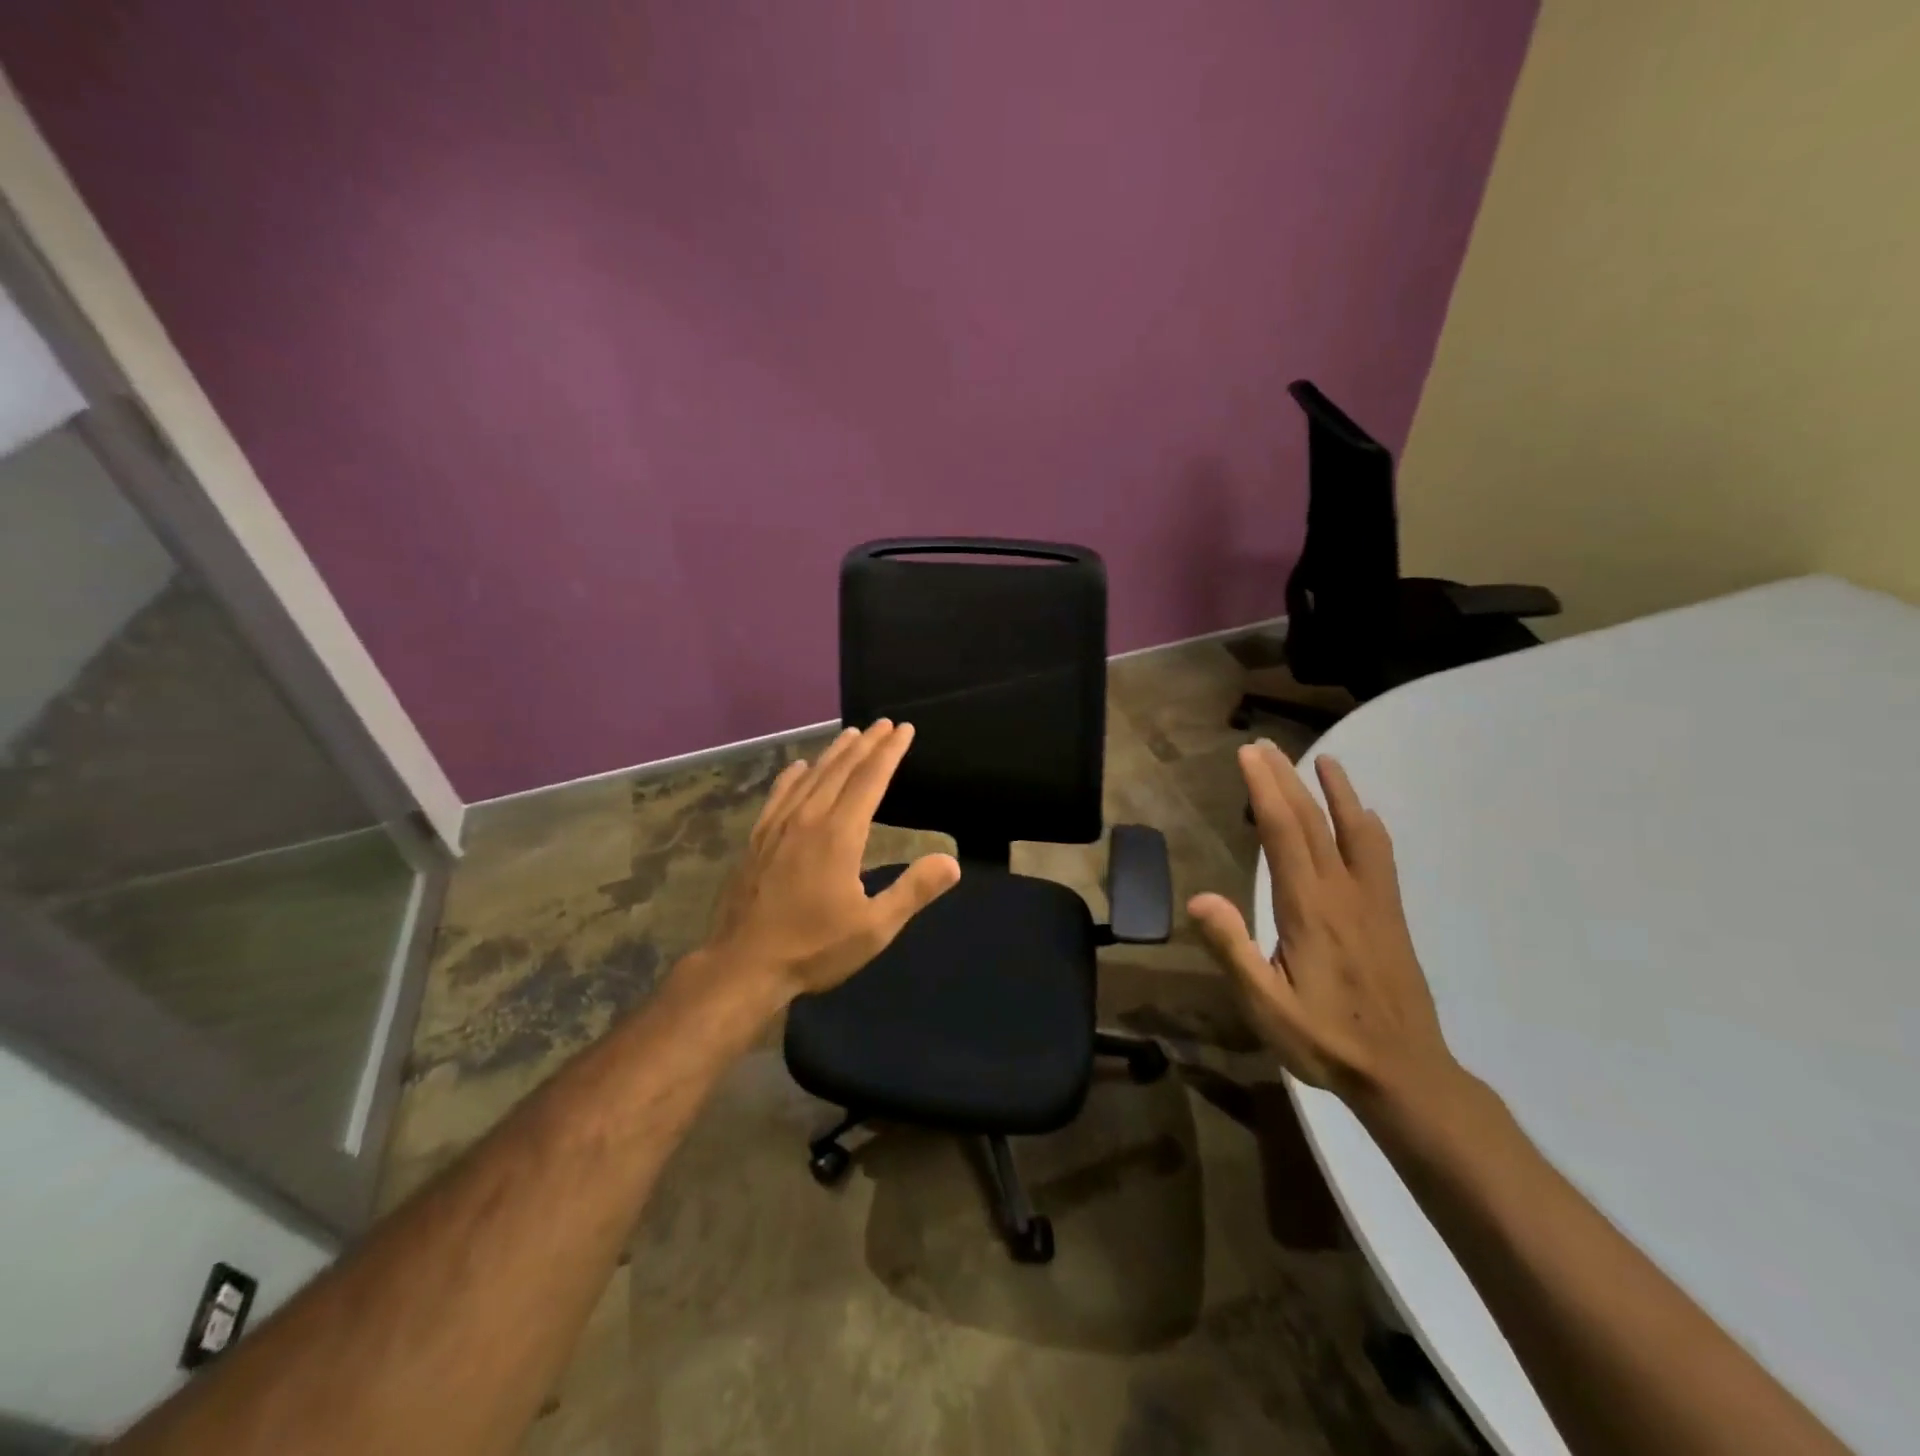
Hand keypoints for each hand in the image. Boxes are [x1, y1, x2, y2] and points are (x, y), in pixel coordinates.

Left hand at [707, 720, 960, 998]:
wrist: (743, 966)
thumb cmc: (814, 948)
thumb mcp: (874, 928)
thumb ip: (913, 891)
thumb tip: (951, 861)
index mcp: (839, 834)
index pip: (870, 780)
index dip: (889, 752)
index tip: (904, 729)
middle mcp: (808, 819)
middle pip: (841, 770)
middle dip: (866, 744)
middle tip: (883, 723)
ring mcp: (777, 828)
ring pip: (810, 777)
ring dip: (833, 753)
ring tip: (850, 734)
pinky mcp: (756, 840)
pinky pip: (778, 796)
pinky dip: (792, 776)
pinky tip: (798, 768)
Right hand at [1188, 740, 1458, 1109]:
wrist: (1406, 1073)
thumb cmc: (1326, 1040)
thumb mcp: (1266, 1006)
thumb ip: (1234, 950)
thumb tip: (1199, 898)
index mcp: (1310, 909)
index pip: (1285, 834)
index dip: (1265, 789)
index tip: (1249, 755)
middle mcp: (1344, 893)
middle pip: (1315, 822)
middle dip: (1288, 779)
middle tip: (1267, 745)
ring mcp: (1373, 902)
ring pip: (1356, 832)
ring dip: (1337, 792)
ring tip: (1325, 760)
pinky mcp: (1390, 917)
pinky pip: (1378, 856)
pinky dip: (1366, 825)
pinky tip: (1363, 818)